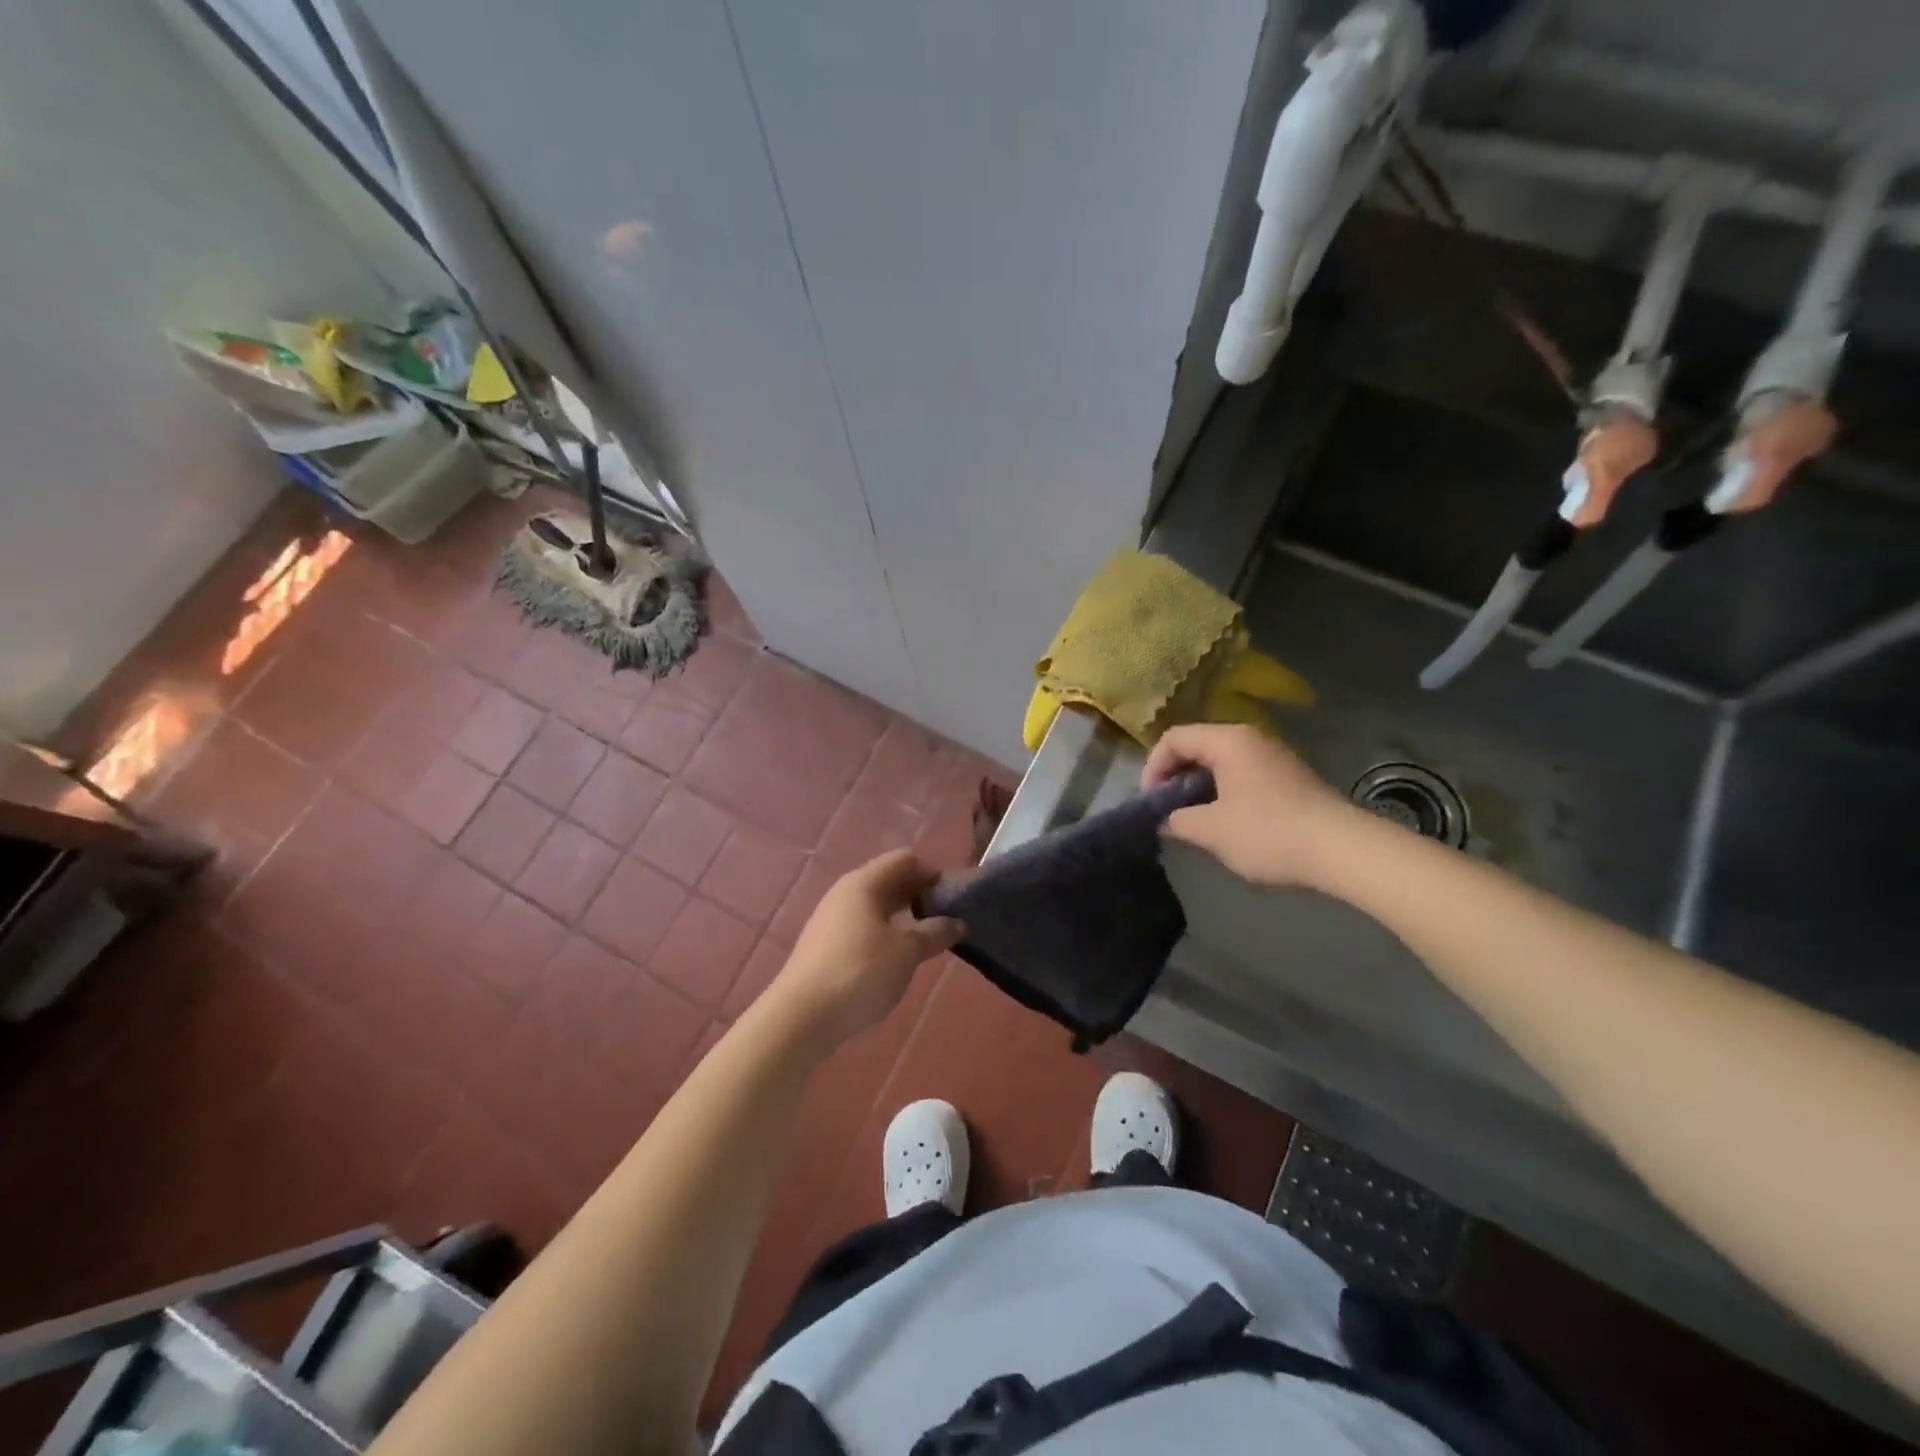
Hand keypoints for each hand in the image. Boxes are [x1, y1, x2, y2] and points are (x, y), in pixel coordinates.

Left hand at [772, 850, 963, 1045]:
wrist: (801, 1018)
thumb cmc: (860, 973)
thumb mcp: (906, 953)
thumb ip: (935, 933)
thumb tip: (958, 923)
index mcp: (863, 883)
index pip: (904, 860)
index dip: (931, 874)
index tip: (952, 901)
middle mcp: (844, 892)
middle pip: (888, 881)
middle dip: (918, 897)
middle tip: (943, 923)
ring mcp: (831, 919)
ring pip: (875, 906)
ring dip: (902, 918)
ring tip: (923, 944)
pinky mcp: (824, 945)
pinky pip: (862, 927)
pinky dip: (883, 935)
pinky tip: (894, 961)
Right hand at [1141, 723, 1354, 886]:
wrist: (1342, 849)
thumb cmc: (1268, 833)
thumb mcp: (1211, 831)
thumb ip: (1177, 820)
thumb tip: (1163, 820)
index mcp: (1228, 741)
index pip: (1174, 738)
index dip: (1153, 768)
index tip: (1151, 802)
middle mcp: (1250, 738)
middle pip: (1197, 745)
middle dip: (1175, 776)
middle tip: (1167, 810)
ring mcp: (1273, 755)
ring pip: (1220, 761)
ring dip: (1199, 786)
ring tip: (1192, 818)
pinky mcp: (1289, 776)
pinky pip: (1242, 773)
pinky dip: (1223, 790)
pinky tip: (1226, 822)